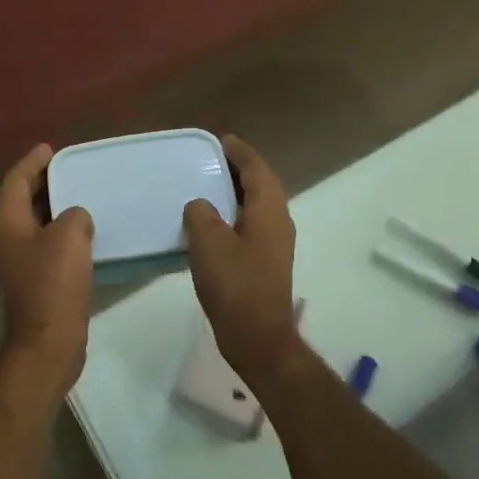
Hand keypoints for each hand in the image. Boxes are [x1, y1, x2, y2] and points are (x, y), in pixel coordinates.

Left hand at [0, 144, 94, 398]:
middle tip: (71, 168)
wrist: (49, 341)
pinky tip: (87, 232)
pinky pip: (49, 244)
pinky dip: (64, 231)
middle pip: (23, 200)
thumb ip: (74, 215)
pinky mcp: (37, 280)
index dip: (32, 162)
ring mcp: (21, 262)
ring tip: (82, 194)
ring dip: (56, 207)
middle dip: (44, 182)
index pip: (16, 181)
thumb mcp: (69, 236)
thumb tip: (76, 219)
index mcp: (8, 223)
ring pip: (37, 223)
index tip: (51, 148)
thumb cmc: (54, 284)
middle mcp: (8, 239)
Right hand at [182, 135, 301, 384]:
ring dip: (235, 193)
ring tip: (206, 186)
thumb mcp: (208, 243)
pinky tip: (210, 224)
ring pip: (256, 206)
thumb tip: (200, 206)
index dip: (239, 152)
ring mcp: (275, 244)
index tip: (220, 140)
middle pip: (261, 184)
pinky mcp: (266, 262)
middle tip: (209, 159)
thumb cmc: (235, 286)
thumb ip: (201, 214)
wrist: (258, 338)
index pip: (257, 169)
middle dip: (238, 169)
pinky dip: (233, 214)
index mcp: (269, 210)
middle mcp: (278, 221)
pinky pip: (250, 224)